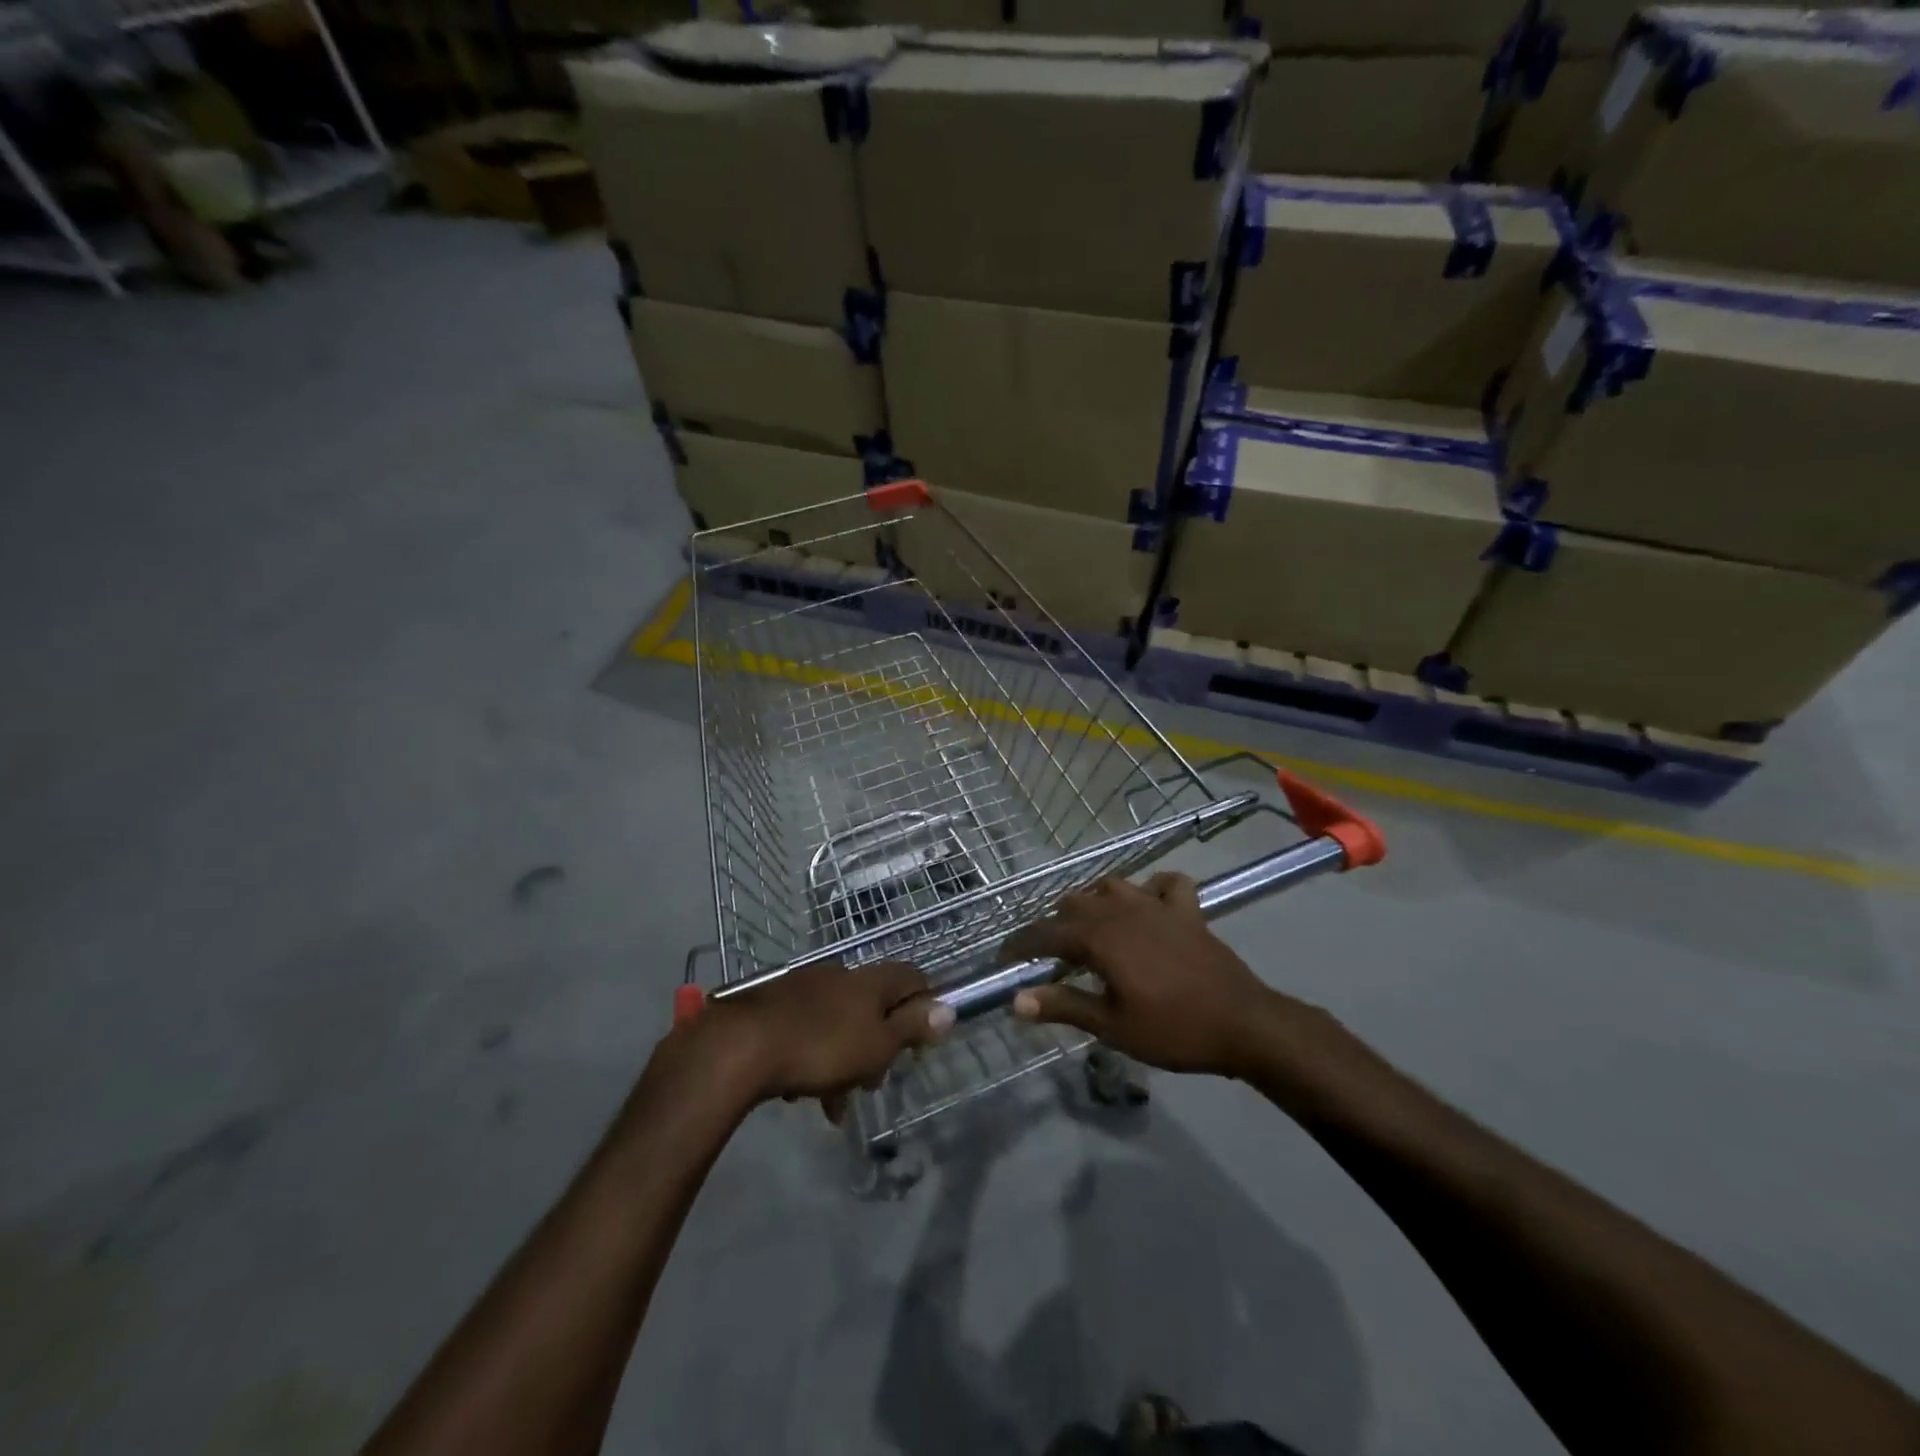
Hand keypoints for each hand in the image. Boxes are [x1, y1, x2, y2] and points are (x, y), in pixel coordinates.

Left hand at [694, 959, 953, 1117]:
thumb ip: (913, 1027)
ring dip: (844, 1060)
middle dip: (878, 1045)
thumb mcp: (877, 1045)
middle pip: (873, 1006)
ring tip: (833, 1103)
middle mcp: (840, 975)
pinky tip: (799, 1091)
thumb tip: (949, 1009)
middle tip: (873, 1083)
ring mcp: (805, 987)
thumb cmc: (822, 1047)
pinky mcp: (775, 1004)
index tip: (922, 1039)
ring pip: (839, 1023)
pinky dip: (812, 1057)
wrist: (741, 1046)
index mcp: (870, 981)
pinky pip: (807, 1030)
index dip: (923, 1005)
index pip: (911, 978)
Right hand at [1004, 874, 1296, 1079]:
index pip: (1046, 933)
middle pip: (1074, 904)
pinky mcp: (1186, 910)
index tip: (1005, 960)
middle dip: (1055, 926)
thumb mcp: (1112, 1026)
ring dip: (1094, 904)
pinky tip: (1147, 905)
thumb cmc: (1173, 1029)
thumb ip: (1063, 1006)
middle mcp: (1122, 910)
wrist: (1243, 1023)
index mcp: (1100, 937)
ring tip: (1090, 930)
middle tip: (1050, 957)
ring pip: (1111, 887)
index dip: (1021, 945)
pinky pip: (1164, 883)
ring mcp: (1156, 905)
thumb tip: (1016, 1001)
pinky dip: (1150, 889)